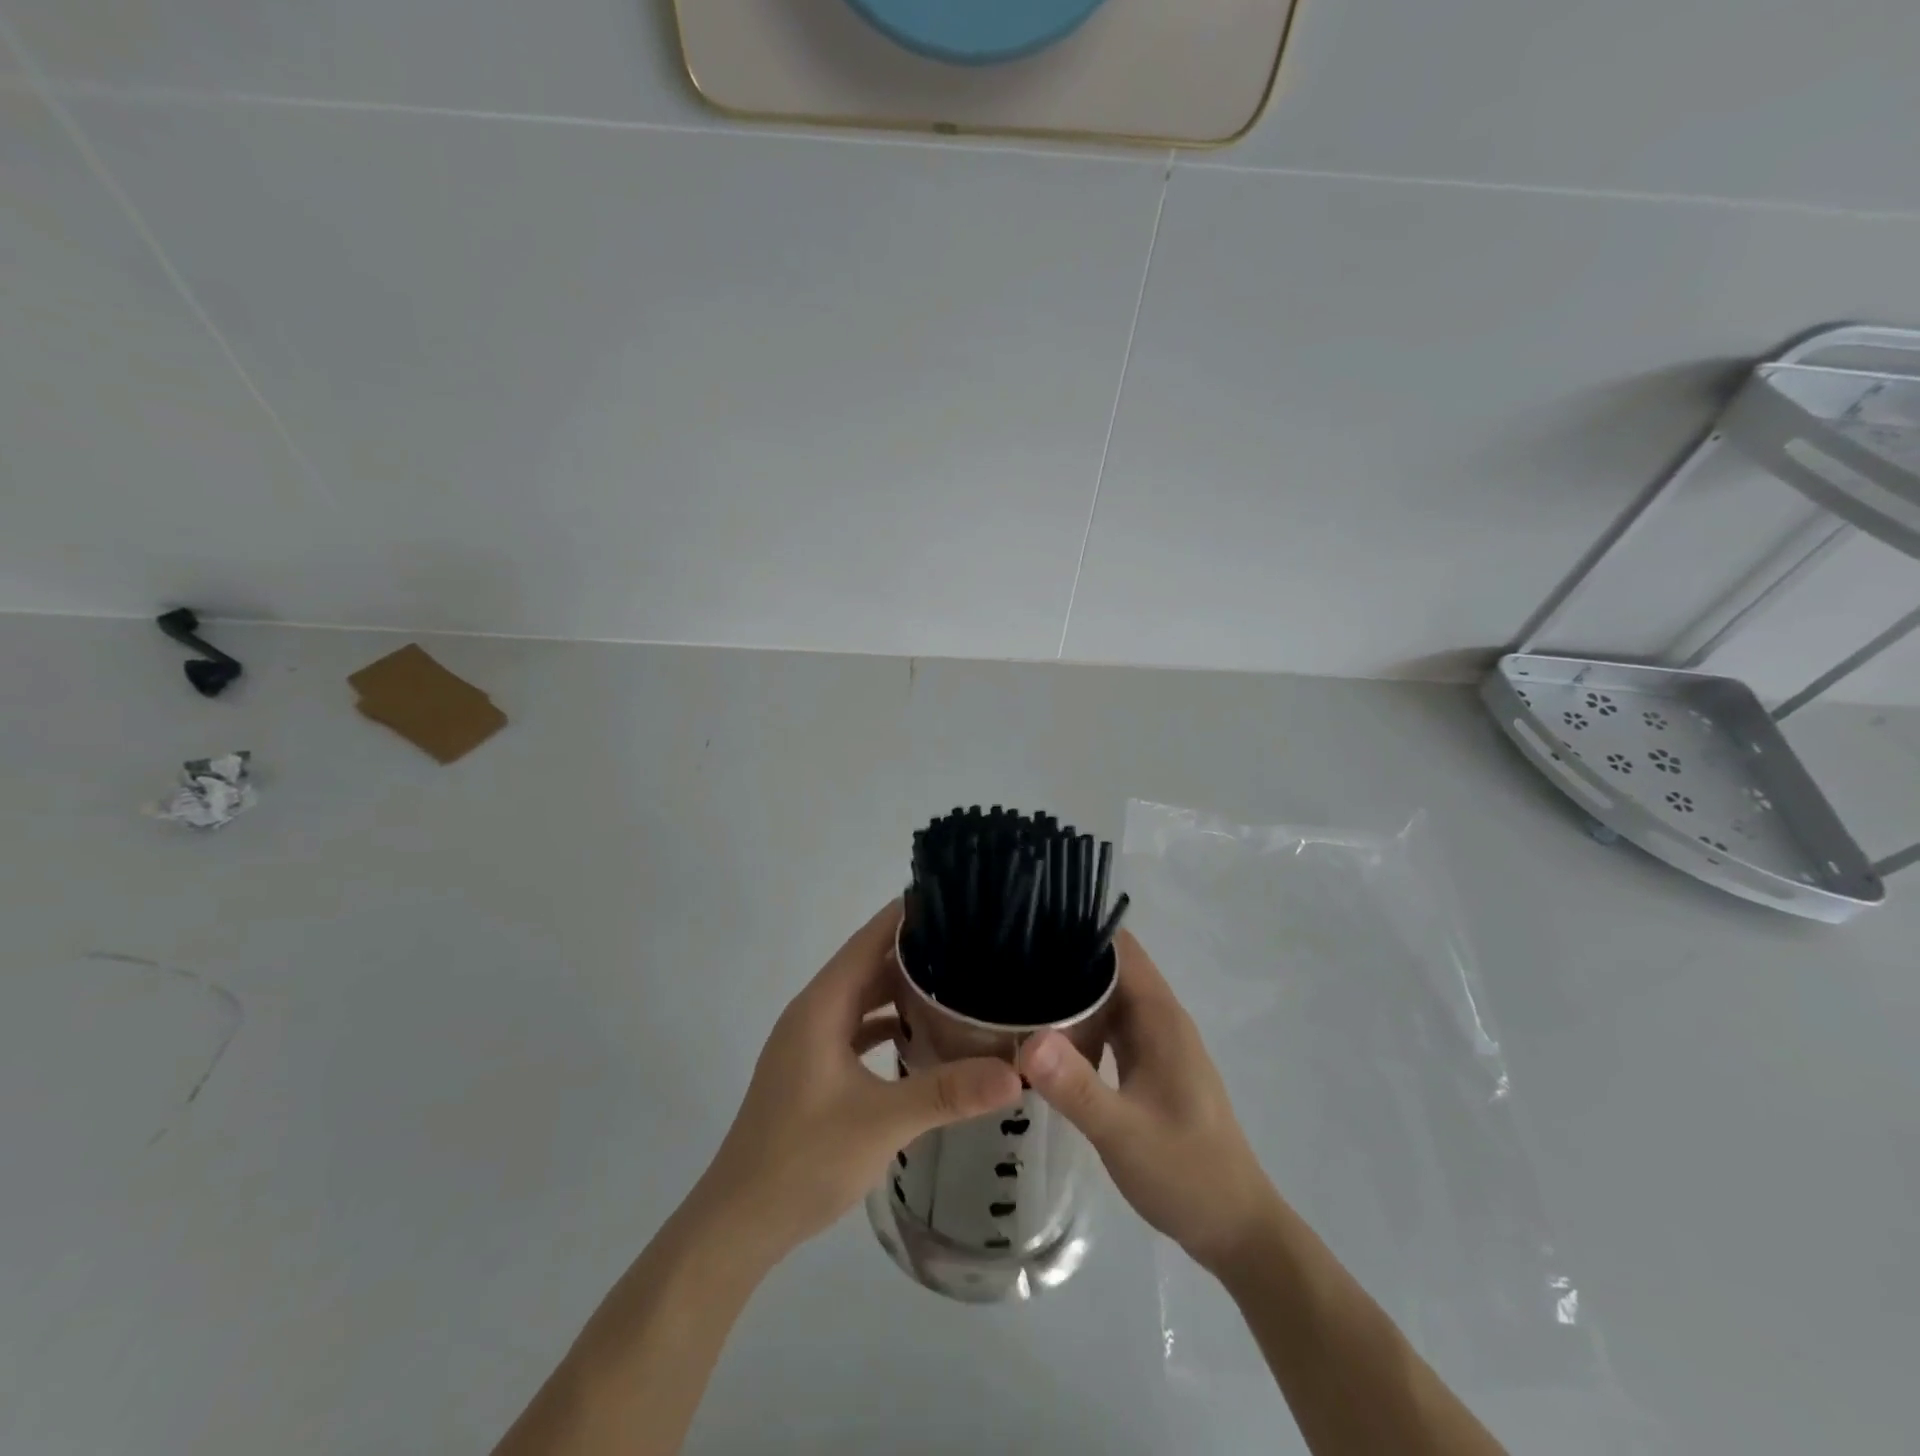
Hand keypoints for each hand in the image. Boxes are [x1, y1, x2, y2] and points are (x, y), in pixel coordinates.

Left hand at [695, 902, 1023, 1265]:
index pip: (868, 939)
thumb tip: (1016, 1071)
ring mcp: (810, 1043)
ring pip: (863, 999)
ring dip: (902, 989)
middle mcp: (814, 1013)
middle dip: (915, 950)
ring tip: (957, 979)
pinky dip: (888, 1024)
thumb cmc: (803, 1158)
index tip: (952, 896)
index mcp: (822, 1006)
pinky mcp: (814, 1071)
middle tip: (972, 939)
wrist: (739, 1223)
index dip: (906, 915)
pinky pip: (858, 1030)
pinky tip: (923, 1036)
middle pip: (868, 965)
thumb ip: (947, 1091)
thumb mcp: (882, 1121)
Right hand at [1018, 931, 1275, 1274]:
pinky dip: (1080, 1029)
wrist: (1236, 1229)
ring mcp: (1155, 1043)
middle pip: (1108, 970)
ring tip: (1016, 999)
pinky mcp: (1149, 1066)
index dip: (1079, 933)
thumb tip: (1028, 1038)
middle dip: (1063, 965)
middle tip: (1007, 969)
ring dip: (1069, 999)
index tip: (1029, 931)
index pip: (1120, 948)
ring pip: (1106, 1001)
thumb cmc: (1187, 1174)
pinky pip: (1108, 1030)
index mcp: (1160, 1017)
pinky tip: (1046, 1045)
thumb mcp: (1123, 1133)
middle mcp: (1159, 1019)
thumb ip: (1076, 1087)